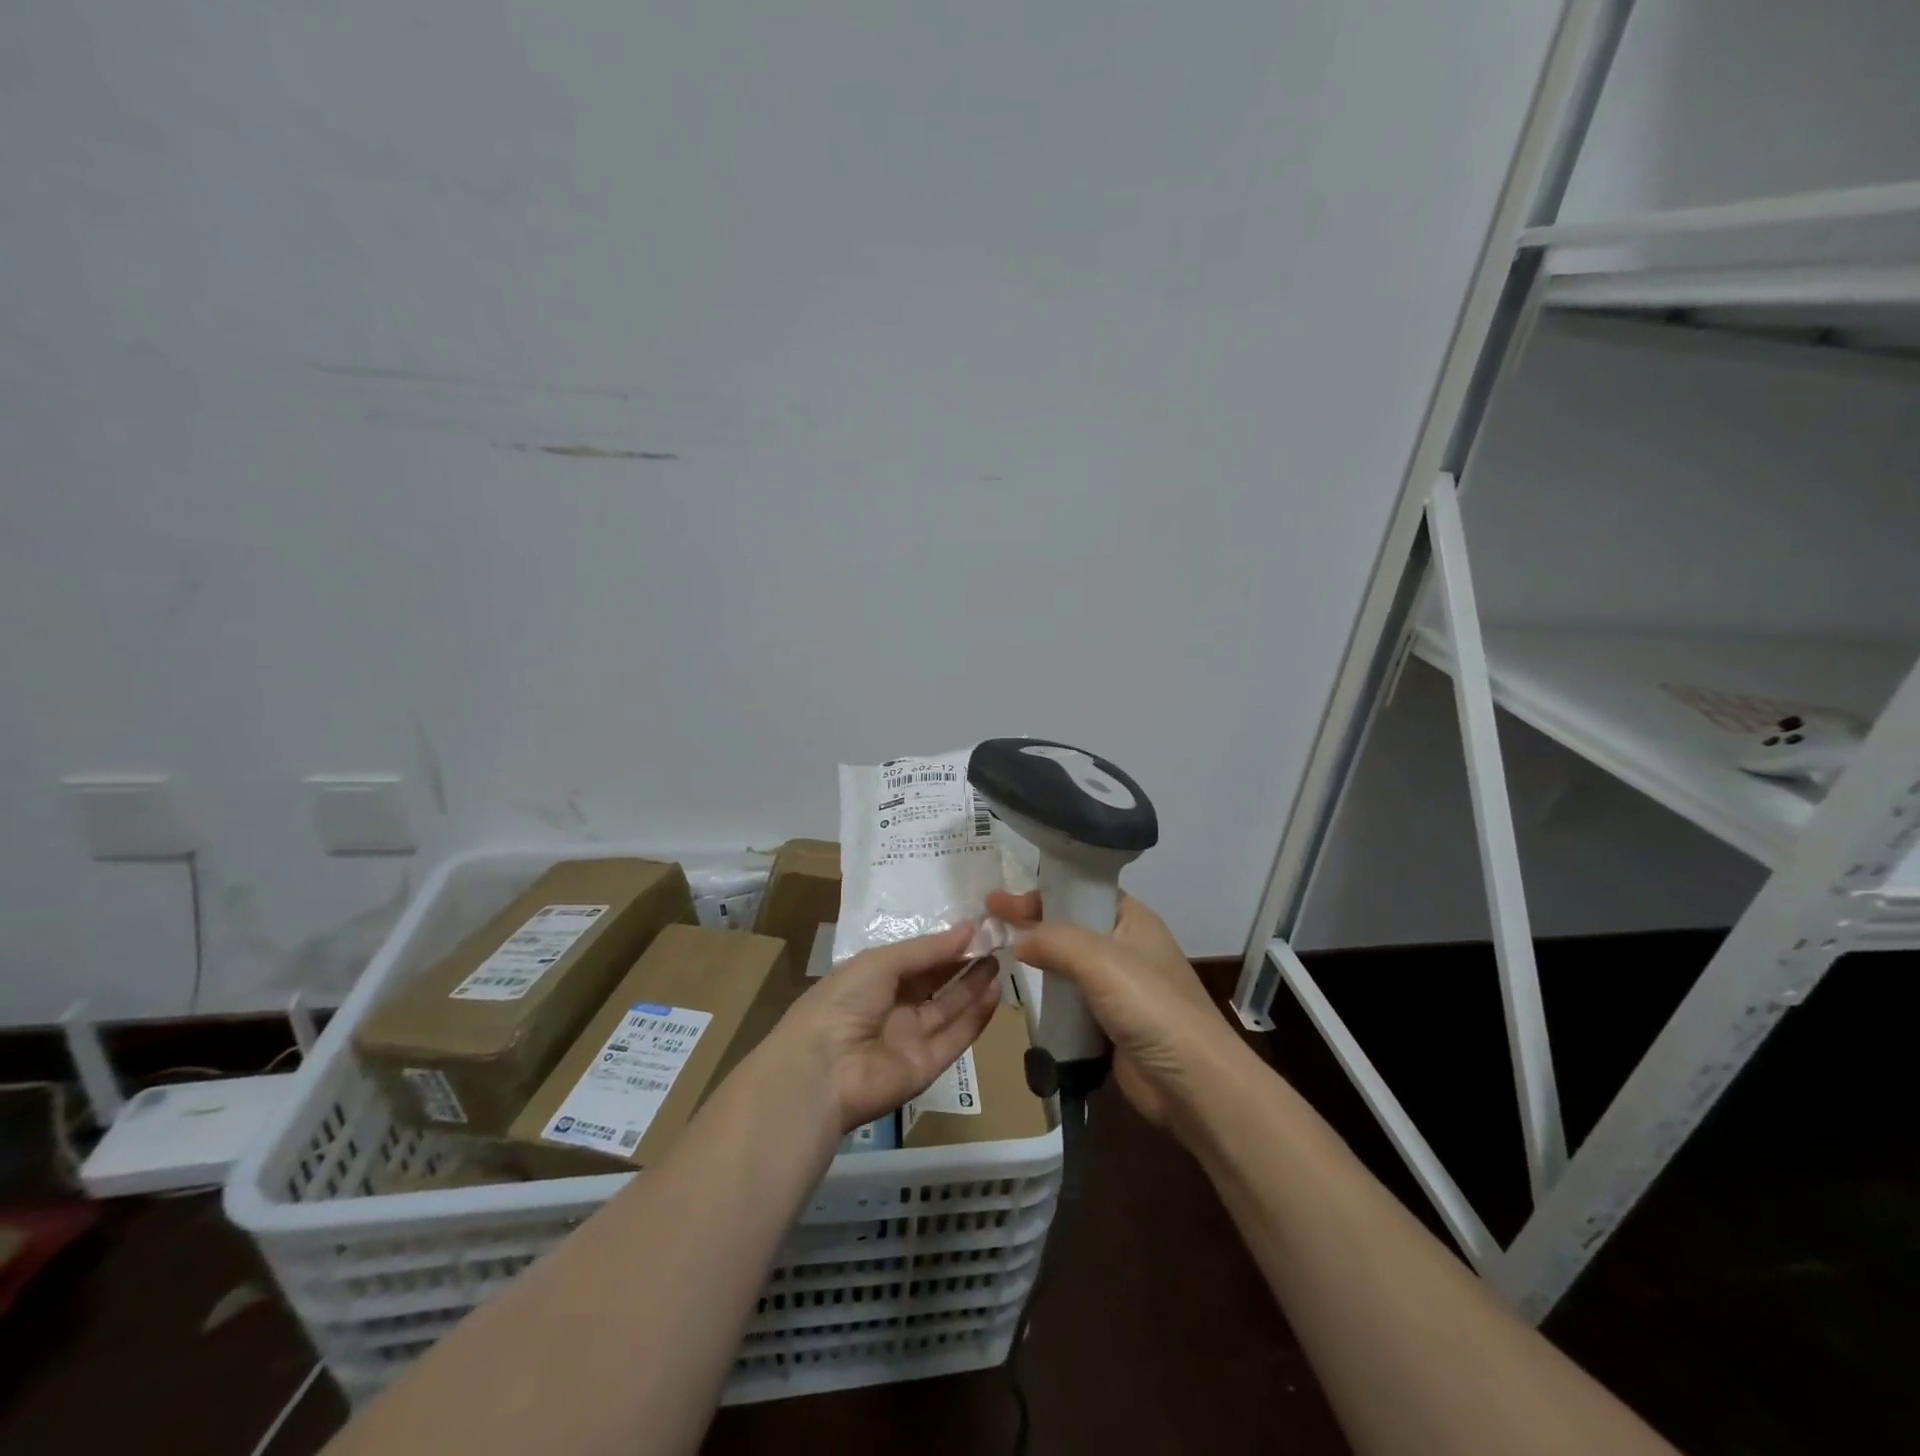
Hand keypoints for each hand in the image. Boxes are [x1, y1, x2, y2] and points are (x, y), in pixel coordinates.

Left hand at [771, 923, 1002, 1134]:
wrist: (822, 1070)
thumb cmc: (844, 1001)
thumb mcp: (882, 962)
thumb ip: (927, 949)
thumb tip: (969, 928)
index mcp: (873, 980)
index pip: (916, 959)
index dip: (944, 945)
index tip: (976, 928)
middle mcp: (893, 1007)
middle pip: (935, 983)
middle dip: (963, 963)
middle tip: (995, 943)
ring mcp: (910, 1038)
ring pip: (949, 1009)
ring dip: (973, 986)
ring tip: (1000, 961)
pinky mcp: (927, 1066)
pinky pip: (955, 1038)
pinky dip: (975, 1017)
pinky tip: (994, 992)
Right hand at [985, 890, 1239, 1133]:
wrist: (1193, 1084)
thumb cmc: (1151, 1007)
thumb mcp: (1100, 960)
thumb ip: (1054, 940)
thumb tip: (1016, 939)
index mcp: (1132, 919)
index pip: (1080, 892)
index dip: (1041, 893)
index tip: (997, 902)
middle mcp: (1126, 946)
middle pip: (1071, 926)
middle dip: (1032, 924)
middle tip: (989, 925)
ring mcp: (1119, 988)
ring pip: (1069, 965)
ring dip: (1039, 961)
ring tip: (998, 956)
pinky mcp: (1111, 1024)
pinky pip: (1072, 1000)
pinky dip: (1049, 996)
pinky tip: (1024, 995)